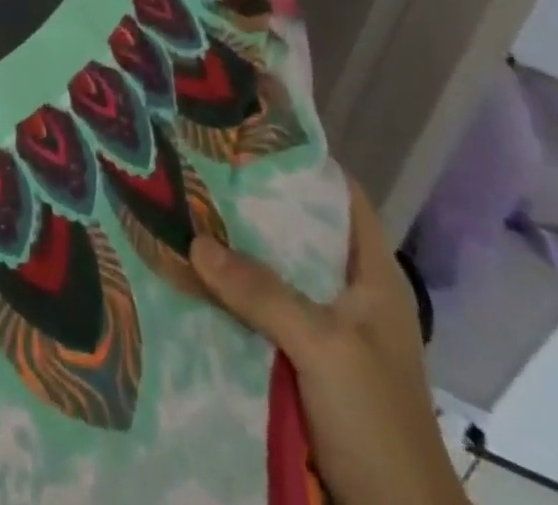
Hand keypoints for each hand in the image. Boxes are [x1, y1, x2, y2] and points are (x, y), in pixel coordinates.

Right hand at [191, 181, 466, 504]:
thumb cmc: (379, 425)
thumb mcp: (326, 349)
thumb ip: (263, 292)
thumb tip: (194, 241)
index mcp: (372, 276)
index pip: (341, 196)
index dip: (301, 162)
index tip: (247, 133)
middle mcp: (347, 292)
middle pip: (296, 230)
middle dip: (250, 201)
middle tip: (195, 165)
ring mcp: (324, 328)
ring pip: (272, 270)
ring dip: (233, 249)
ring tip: (179, 207)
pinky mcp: (299, 361)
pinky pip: (258, 311)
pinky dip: (228, 292)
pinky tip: (187, 273)